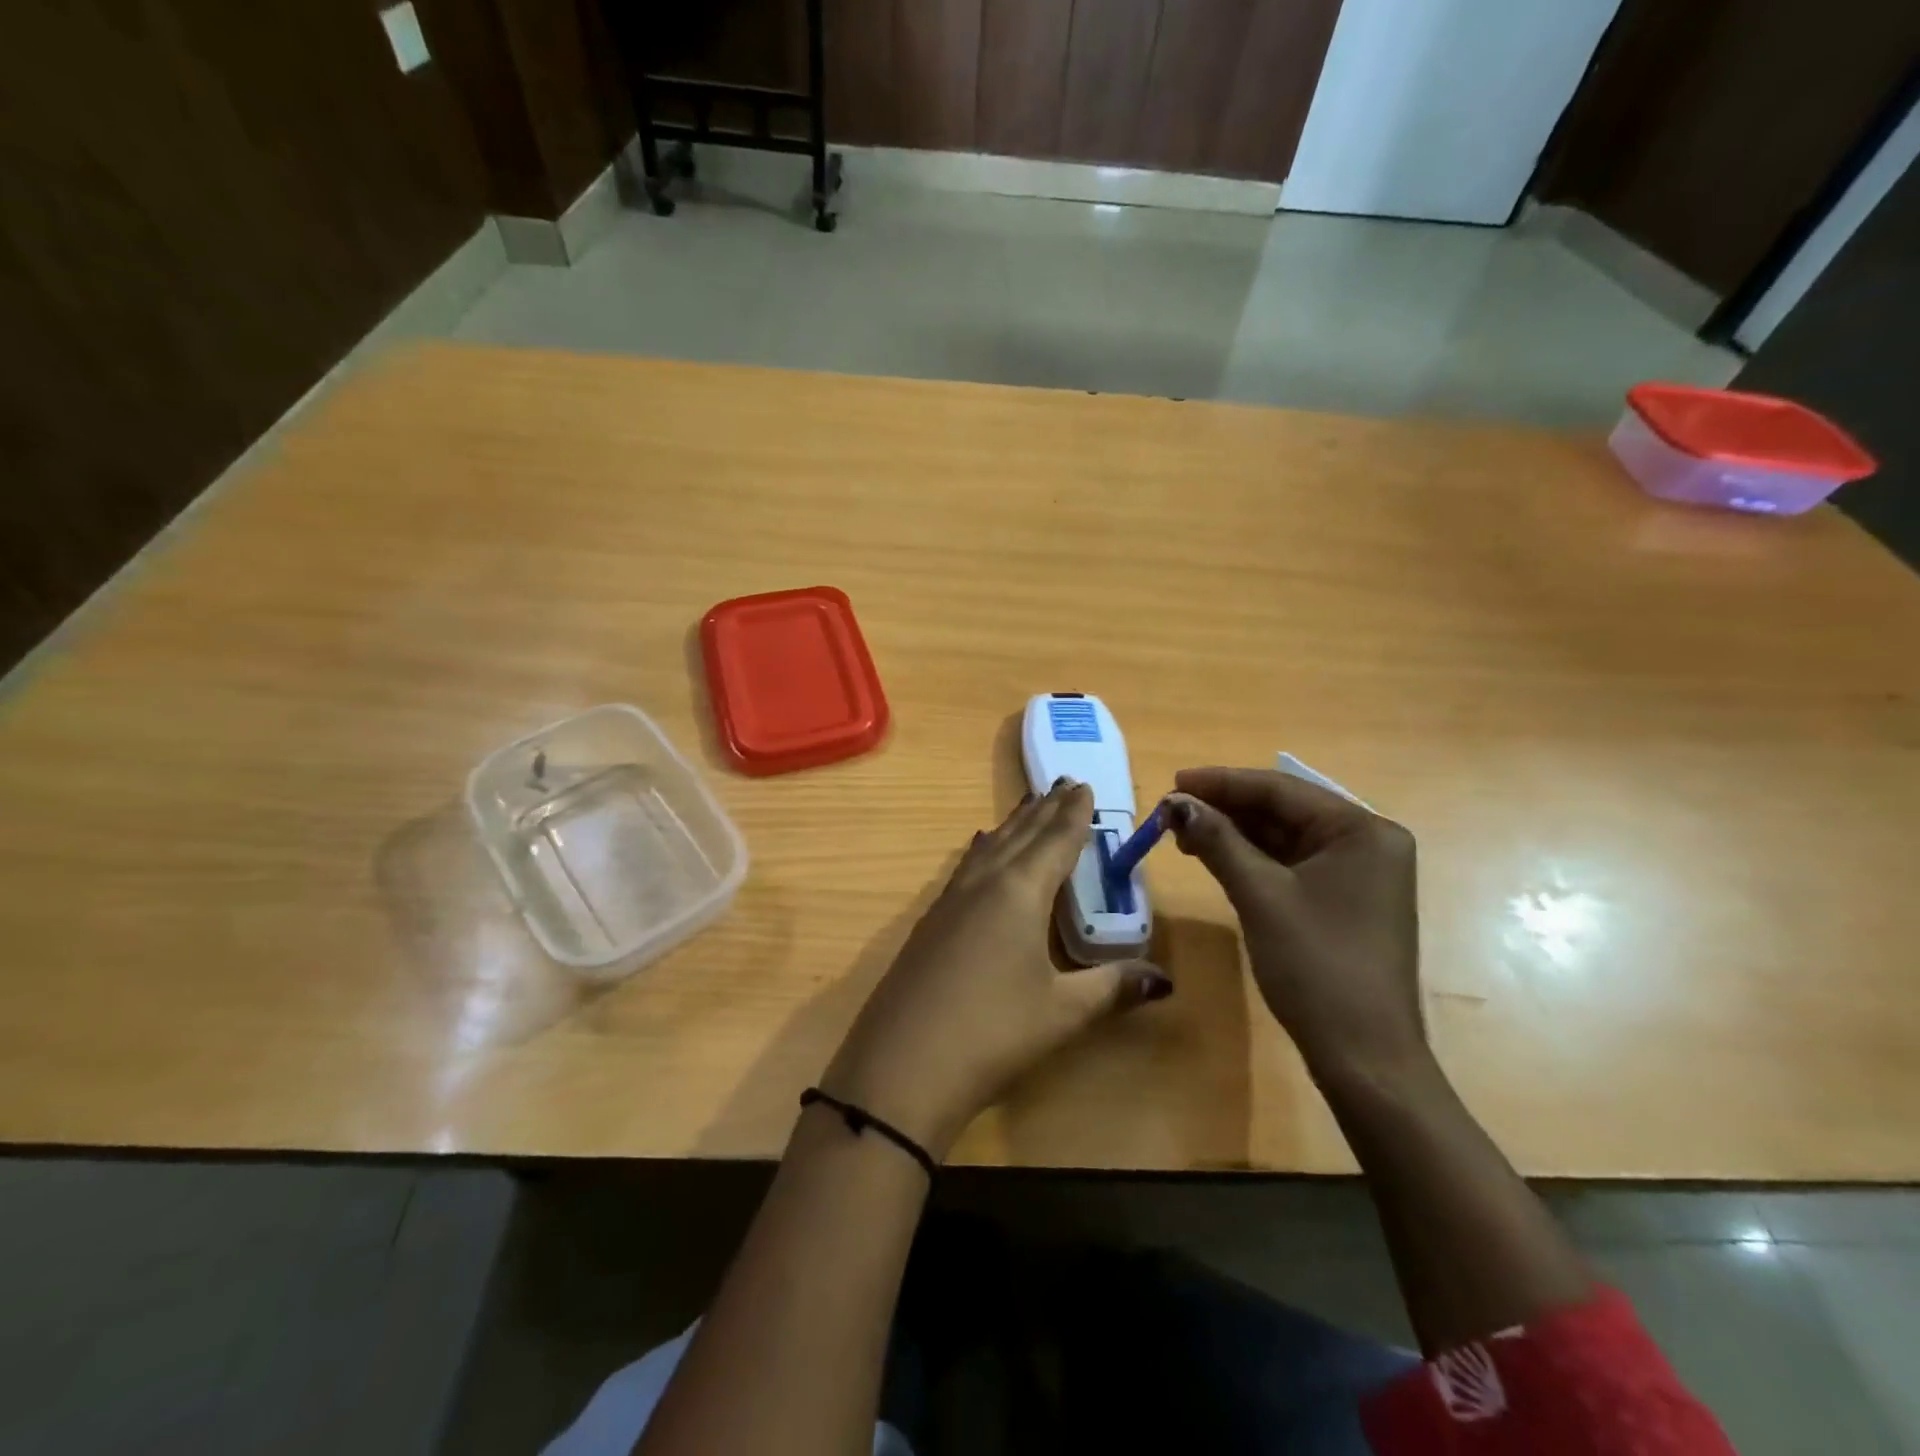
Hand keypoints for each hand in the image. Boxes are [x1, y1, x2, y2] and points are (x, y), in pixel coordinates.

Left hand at [821, 780, 1171, 1158]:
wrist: (901, 1066)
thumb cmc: (993, 1031)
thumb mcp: (1062, 1012)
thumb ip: (1112, 988)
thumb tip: (1164, 980)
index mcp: (1019, 891)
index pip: (1055, 841)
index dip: (1073, 814)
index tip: (1083, 785)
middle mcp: (984, 883)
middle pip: (1020, 835)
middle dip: (1044, 810)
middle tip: (1062, 783)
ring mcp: (950, 900)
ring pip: (990, 846)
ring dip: (1013, 825)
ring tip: (1028, 807)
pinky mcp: (930, 922)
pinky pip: (967, 867)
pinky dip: (985, 850)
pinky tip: (981, 852)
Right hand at [1165, 766, 1423, 1083]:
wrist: (1363, 1056)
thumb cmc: (1315, 964)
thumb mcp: (1260, 895)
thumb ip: (1217, 841)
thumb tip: (1175, 804)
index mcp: (1362, 830)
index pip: (1281, 790)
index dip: (1222, 783)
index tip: (1173, 783)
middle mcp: (1367, 843)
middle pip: (1283, 811)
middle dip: (1226, 809)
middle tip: (1171, 812)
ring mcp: (1358, 874)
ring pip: (1284, 838)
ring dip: (1235, 834)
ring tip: (1183, 834)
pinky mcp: (1343, 900)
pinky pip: (1291, 864)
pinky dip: (1252, 859)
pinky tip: (1216, 858)